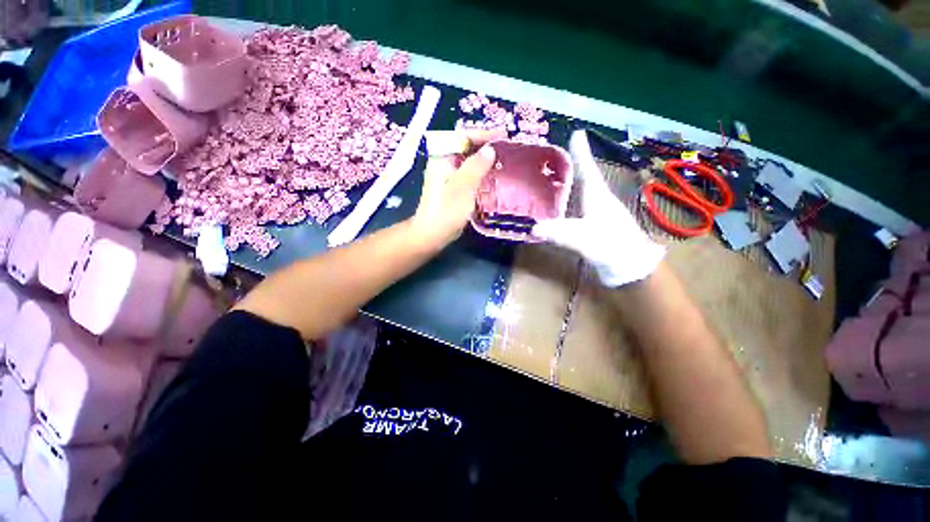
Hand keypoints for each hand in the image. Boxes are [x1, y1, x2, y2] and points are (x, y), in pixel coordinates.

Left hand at [411, 129, 504, 246]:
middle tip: (505, 147)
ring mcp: (446, 177)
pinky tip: (491, 178)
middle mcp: (443, 164)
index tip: (502, 135)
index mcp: (442, 158)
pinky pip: (467, 175)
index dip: (483, 134)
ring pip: (467, 162)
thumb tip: (489, 149)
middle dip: (484, 146)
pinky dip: (479, 173)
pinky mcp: (451, 189)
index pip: (463, 136)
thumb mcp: (464, 186)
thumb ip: (476, 166)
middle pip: (465, 148)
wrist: (431, 234)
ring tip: (502, 160)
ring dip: (483, 160)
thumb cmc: (447, 210)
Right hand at [533, 130, 664, 286]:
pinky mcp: (596, 226)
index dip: (581, 152)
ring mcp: (599, 214)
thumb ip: (560, 232)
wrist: (632, 268)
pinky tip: (561, 207)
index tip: (577, 133)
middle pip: (584, 178)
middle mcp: (599, 201)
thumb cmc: (612, 247)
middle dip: (573, 165)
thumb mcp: (584, 239)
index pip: (587, 169)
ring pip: (582, 193)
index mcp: (597, 196)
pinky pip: (579, 208)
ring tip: (555, 178)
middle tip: (557, 157)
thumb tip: (534, 227)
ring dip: (571, 184)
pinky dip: (569, 203)